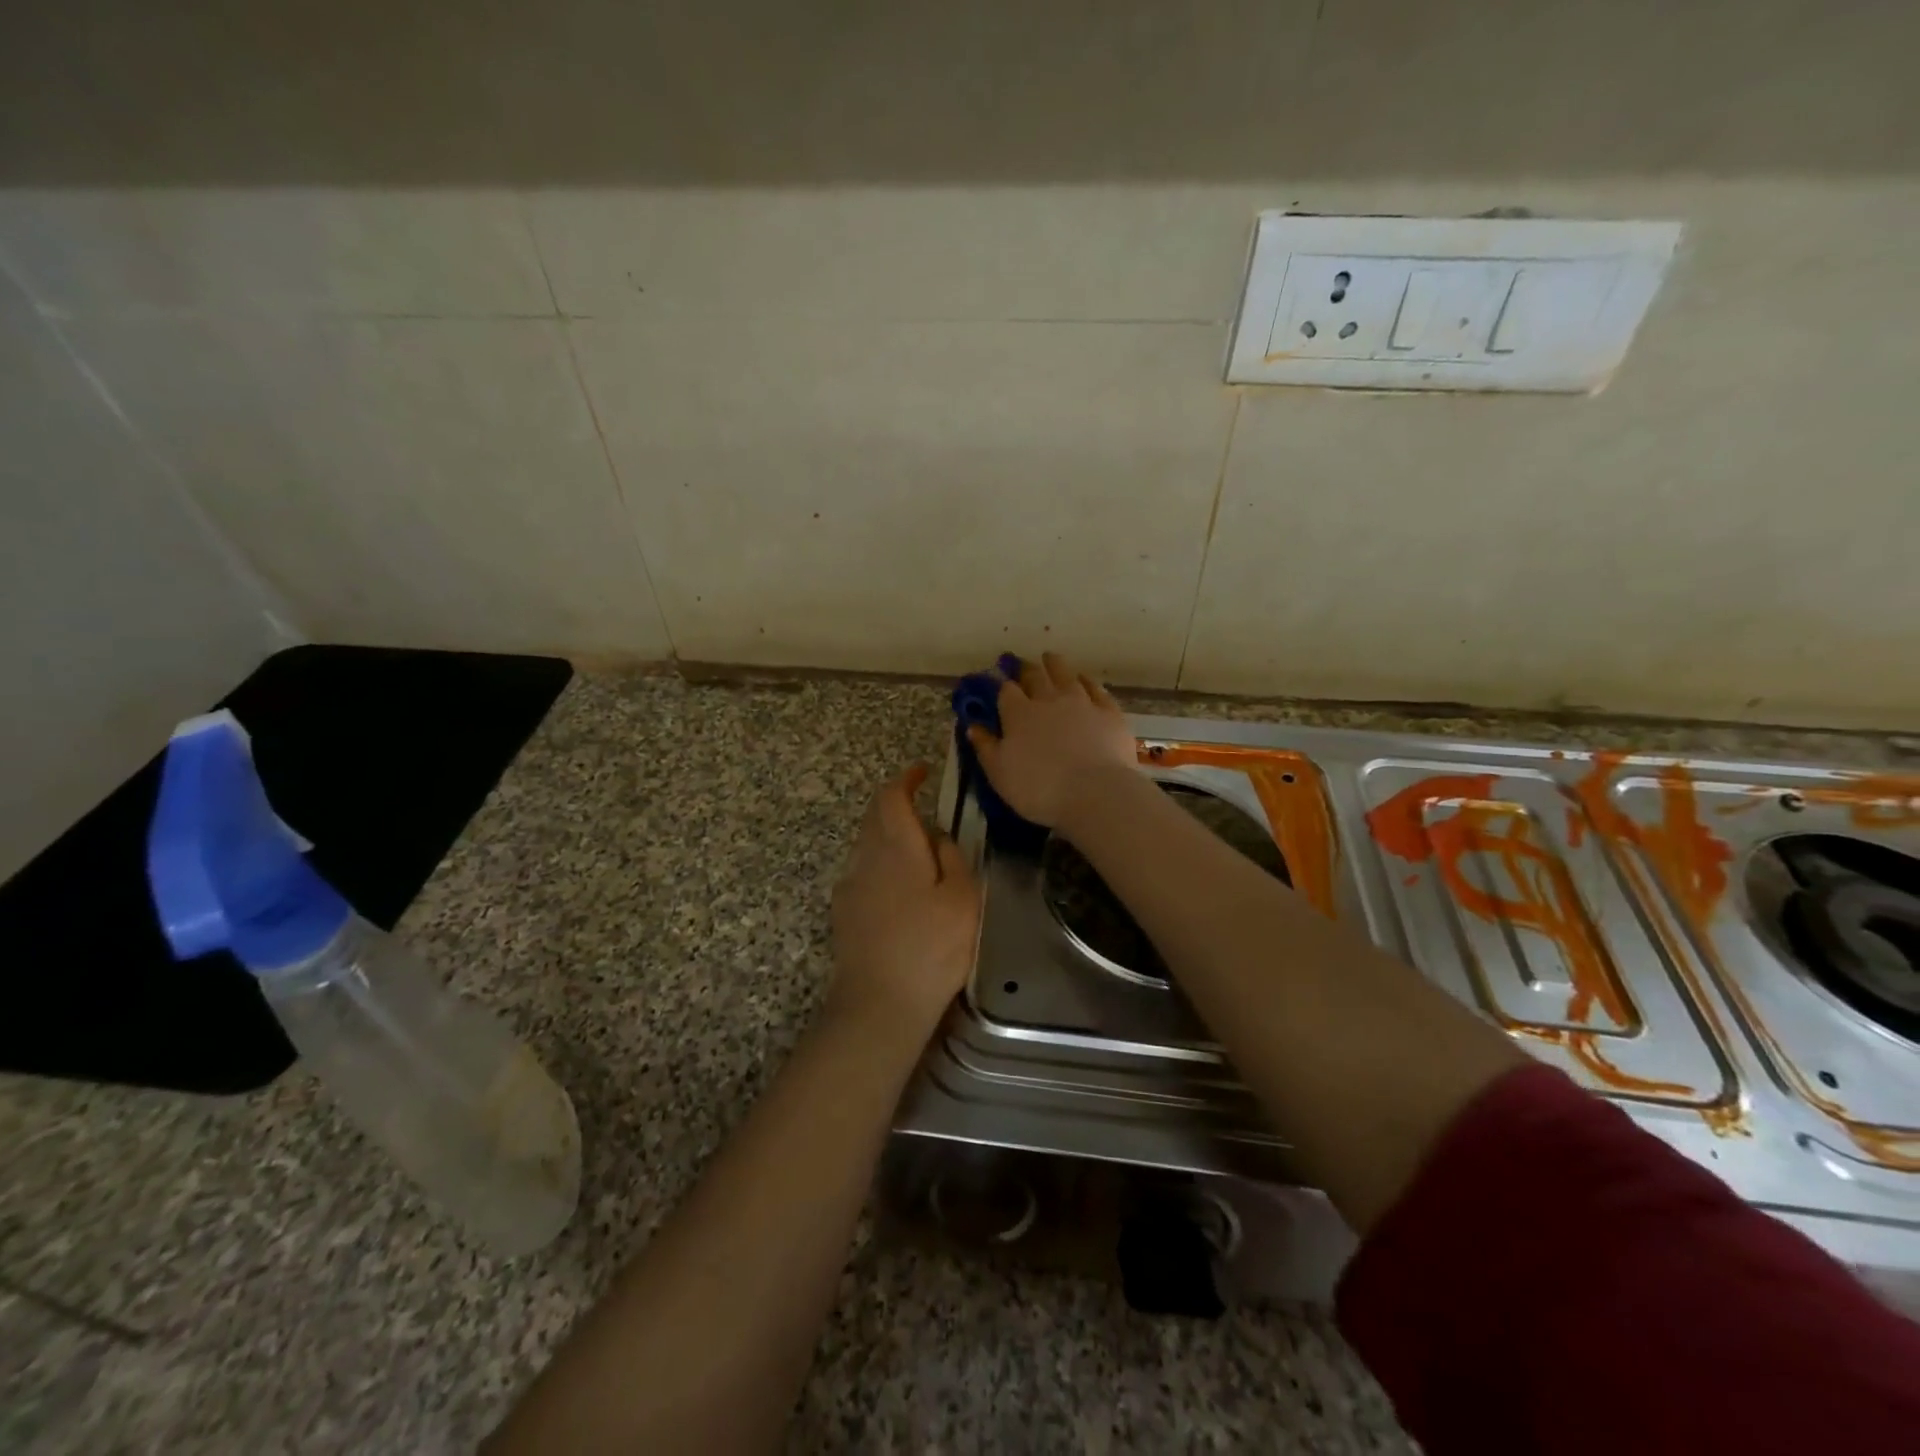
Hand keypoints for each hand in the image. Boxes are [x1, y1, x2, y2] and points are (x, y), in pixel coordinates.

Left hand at [828, 765, 979, 1043]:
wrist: (879, 1003)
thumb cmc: (931, 947)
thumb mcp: (962, 899)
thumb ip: (953, 858)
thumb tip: (938, 837)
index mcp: (896, 847)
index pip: (891, 796)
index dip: (905, 779)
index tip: (921, 772)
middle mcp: (865, 858)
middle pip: (875, 817)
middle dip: (895, 804)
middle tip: (923, 808)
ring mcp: (850, 886)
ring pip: (867, 845)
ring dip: (889, 835)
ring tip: (918, 851)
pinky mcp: (844, 913)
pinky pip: (863, 871)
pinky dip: (881, 863)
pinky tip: (900, 889)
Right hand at [965, 652, 1137, 829]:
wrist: (1093, 792)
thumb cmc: (1038, 788)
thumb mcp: (999, 773)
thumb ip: (985, 747)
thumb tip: (972, 726)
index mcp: (1018, 714)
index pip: (1006, 691)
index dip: (1002, 686)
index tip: (1000, 684)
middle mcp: (1048, 699)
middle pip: (1035, 676)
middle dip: (1027, 670)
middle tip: (1024, 665)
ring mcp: (1081, 702)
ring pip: (1066, 675)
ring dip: (1055, 665)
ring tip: (1050, 658)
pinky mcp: (1108, 712)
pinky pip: (1096, 689)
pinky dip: (1087, 681)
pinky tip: (1084, 679)